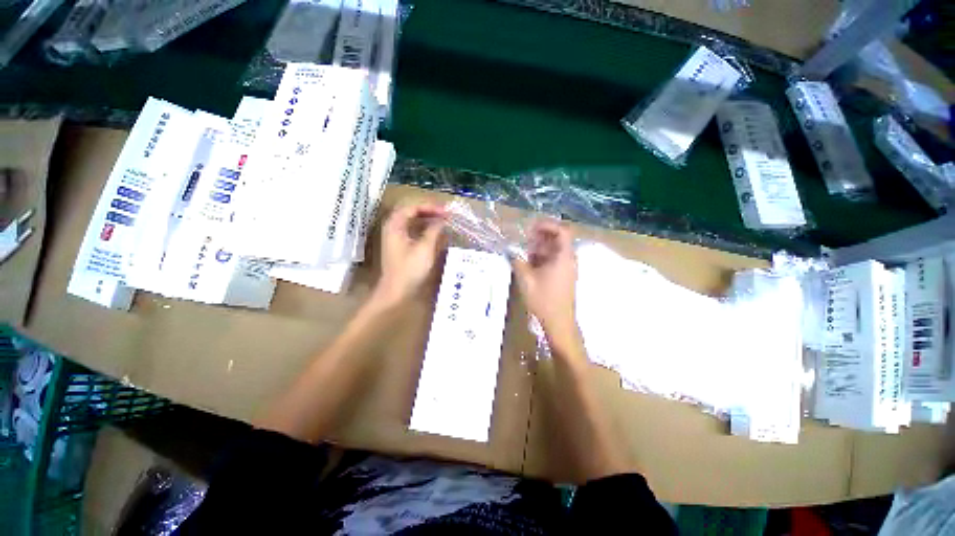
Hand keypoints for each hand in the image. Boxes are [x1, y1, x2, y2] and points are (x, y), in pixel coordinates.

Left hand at [371, 203, 446, 308]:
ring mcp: (394, 236)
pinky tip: (434, 232)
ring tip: (442, 220)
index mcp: (395, 224)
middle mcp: (392, 227)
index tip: (446, 211)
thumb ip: (434, 230)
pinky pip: (411, 229)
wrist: (395, 290)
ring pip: (411, 220)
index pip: (413, 207)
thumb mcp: (425, 248)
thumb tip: (443, 219)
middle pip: (411, 211)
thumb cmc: (410, 269)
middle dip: (429, 211)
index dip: (430, 207)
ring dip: (427, 218)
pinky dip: (423, 228)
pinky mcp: (399, 245)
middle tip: (445, 214)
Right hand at [513, 220, 578, 349]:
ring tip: (525, 253)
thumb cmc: (543, 300)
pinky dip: (543, 258)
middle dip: (541, 237)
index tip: (531, 228)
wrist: (558, 323)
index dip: (547, 225)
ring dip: (541, 248)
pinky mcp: (565, 277)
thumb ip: (517, 261)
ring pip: (556, 250)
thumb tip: (511, 250)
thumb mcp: (526, 279)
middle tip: (525, 240)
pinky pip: (555, 260)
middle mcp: (569, 260)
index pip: (562, 231)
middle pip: (558, 239)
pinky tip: (531, 265)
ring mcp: (568, 269)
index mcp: (564, 257)